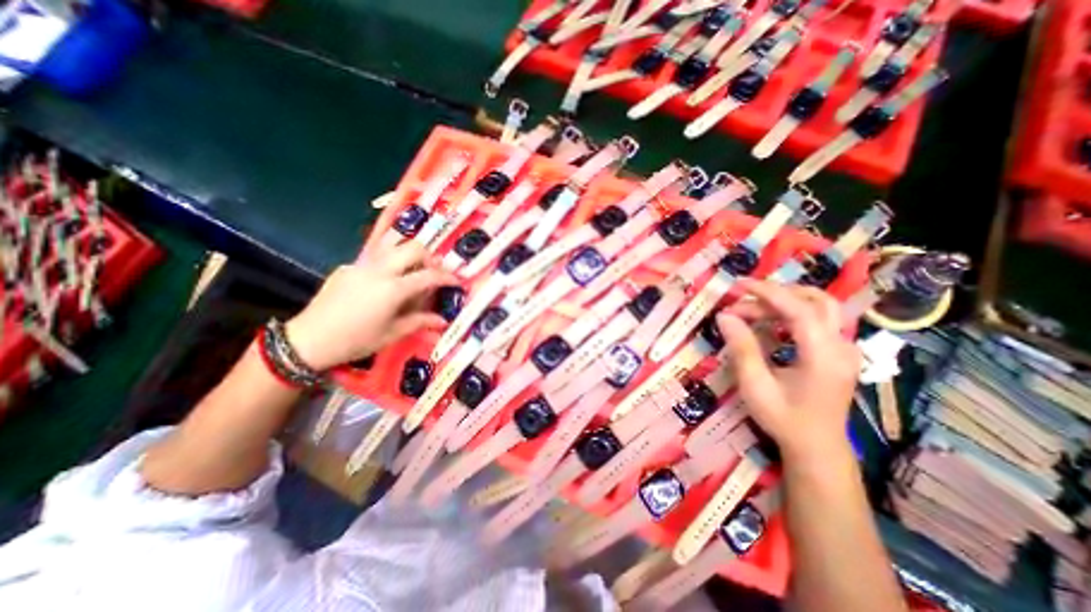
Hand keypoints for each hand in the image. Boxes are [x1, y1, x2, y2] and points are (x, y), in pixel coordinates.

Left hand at [284, 241, 455, 367]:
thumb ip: (419, 322)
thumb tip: (442, 321)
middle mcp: (379, 270)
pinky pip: (374, 258)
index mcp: (393, 289)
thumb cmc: (356, 340)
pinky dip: (388, 264)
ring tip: (413, 269)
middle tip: (433, 272)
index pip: (429, 275)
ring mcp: (361, 265)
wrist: (309, 339)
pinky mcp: (347, 267)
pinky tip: (383, 283)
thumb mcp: (392, 334)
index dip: (447, 277)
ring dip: (408, 253)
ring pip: (392, 244)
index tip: (457, 281)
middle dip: (430, 257)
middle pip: (412, 247)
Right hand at [717, 277, 859, 464]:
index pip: (799, 309)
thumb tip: (724, 316)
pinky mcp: (839, 352)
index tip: (739, 285)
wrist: (816, 447)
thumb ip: (742, 348)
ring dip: (783, 302)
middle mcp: (842, 346)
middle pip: (817, 300)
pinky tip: (770, 325)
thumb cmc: (783, 418)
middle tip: (743, 301)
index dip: (768, 292)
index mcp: (824, 356)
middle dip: (776, 294)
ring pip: (820, 307)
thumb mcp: (755, 385)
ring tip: (751, 313)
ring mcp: (845, 349)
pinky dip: (791, 314)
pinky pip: (817, 320)